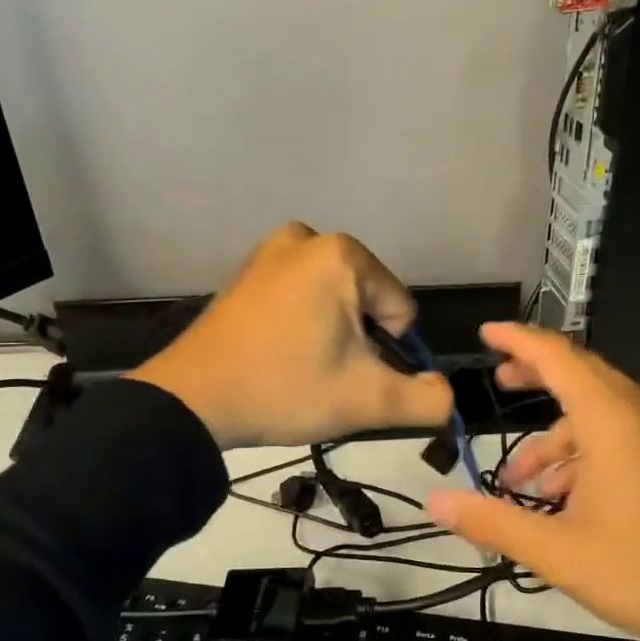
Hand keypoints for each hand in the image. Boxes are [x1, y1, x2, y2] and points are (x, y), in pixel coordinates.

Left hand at [127, 224, 453, 448]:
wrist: (192, 401)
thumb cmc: (285, 389)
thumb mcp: (368, 401)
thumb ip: (427, 400)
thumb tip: (447, 396)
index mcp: (342, 255)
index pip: (400, 310)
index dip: (386, 352)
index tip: (348, 375)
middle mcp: (307, 238)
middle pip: (366, 302)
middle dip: (357, 340)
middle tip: (322, 373)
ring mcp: (270, 250)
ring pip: (333, 300)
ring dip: (330, 333)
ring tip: (299, 364)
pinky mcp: (246, 271)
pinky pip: (298, 296)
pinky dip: (300, 323)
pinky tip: (276, 352)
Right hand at [425, 323, 639, 640]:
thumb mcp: (559, 553)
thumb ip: (493, 522)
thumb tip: (436, 501)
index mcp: (611, 420)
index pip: (556, 357)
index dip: (517, 340)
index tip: (485, 334)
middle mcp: (638, 413)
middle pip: (578, 373)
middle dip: (533, 376)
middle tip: (497, 383)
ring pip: (596, 411)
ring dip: (555, 436)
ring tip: (521, 482)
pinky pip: (618, 433)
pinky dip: (583, 452)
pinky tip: (564, 500)